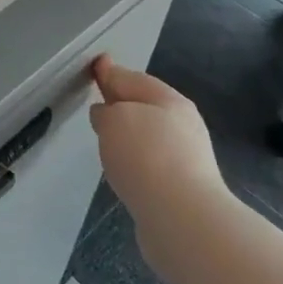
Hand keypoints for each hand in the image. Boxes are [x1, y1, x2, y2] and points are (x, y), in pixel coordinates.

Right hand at [89, 57, 229, 276]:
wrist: (183, 219)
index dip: (111, 71)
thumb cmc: (147, 156)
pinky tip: (123, 168)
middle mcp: (183, 125)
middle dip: (122, 102)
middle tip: (97, 101)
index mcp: (170, 100)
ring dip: (129, 133)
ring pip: (149, 136)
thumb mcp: (116, 119)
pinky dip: (135, 159)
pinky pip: (151, 163)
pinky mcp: (181, 188)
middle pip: (145, 106)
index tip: (96, 64)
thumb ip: (106, 111)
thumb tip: (107, 114)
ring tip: (106, 138)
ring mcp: (186, 158)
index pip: (133, 78)